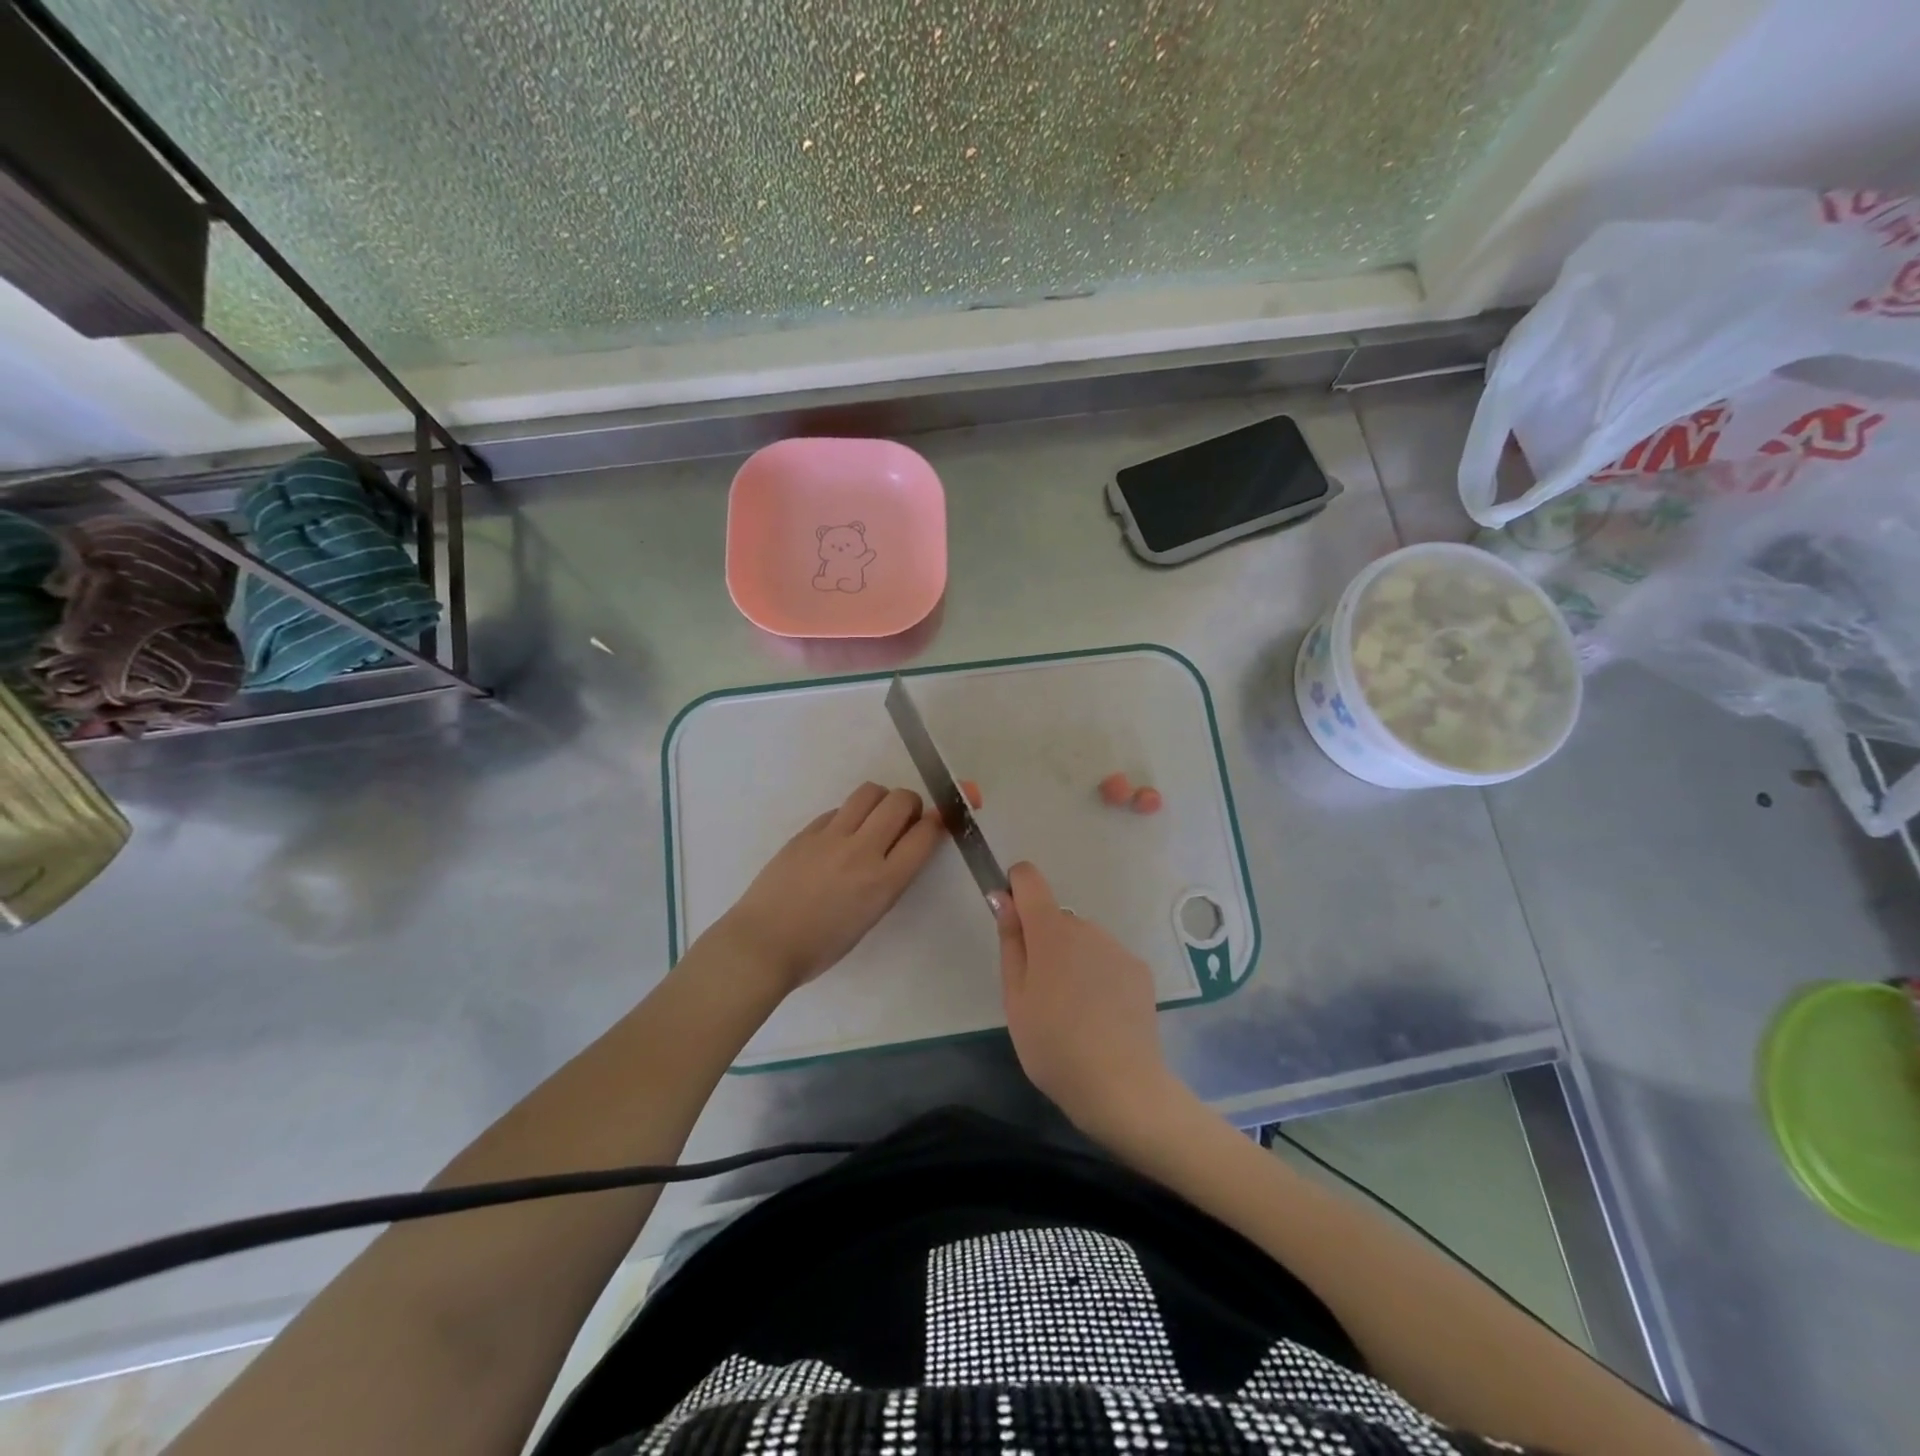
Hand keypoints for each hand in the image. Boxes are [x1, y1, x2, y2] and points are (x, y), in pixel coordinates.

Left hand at [719, 782, 943, 993]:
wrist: (763, 944)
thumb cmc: (820, 946)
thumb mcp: (870, 917)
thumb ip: (889, 880)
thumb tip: (900, 848)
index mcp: (884, 882)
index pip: (925, 834)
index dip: (937, 822)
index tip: (936, 822)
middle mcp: (862, 851)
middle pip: (900, 801)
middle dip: (911, 803)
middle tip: (905, 818)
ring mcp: (831, 836)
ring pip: (869, 792)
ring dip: (881, 799)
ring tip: (874, 818)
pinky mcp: (807, 831)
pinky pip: (839, 809)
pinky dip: (850, 815)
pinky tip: (841, 836)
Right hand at [994, 862, 1179, 1137]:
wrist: (1120, 1087)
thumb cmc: (1052, 1045)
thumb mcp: (1014, 998)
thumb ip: (1010, 942)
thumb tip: (1003, 898)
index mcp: (1050, 931)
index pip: (1029, 878)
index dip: (1016, 890)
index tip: (1012, 924)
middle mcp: (1086, 927)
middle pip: (1055, 918)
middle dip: (1044, 942)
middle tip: (1041, 994)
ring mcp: (1116, 948)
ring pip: (1083, 940)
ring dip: (1072, 960)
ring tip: (1073, 1011)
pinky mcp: (1139, 970)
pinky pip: (1107, 959)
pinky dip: (1098, 976)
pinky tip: (1100, 1016)